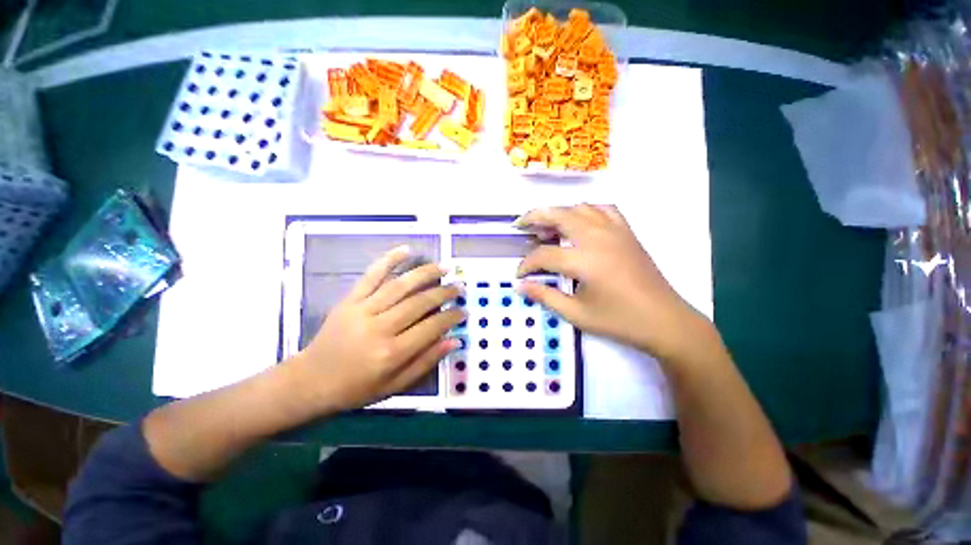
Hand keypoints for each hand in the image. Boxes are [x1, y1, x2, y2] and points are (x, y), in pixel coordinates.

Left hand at [290, 246, 464, 410]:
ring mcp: (363, 310)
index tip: (463, 310)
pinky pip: (372, 276)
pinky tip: (407, 250)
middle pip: (419, 303)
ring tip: (444, 267)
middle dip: (444, 292)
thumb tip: (454, 340)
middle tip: (459, 286)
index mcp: (391, 353)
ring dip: (426, 273)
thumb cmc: (356, 388)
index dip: (451, 316)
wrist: (310, 380)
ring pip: (400, 285)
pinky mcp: (350, 300)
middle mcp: (380, 328)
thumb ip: (425, 362)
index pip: (431, 328)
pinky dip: (390, 260)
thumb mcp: (394, 385)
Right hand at [515, 205, 710, 361]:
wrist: (664, 321)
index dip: (527, 264)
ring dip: (558, 213)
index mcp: (585, 261)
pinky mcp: (627, 233)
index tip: (519, 275)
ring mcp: (615, 231)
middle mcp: (598, 238)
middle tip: (519, 225)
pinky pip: (603, 210)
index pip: (544, 255)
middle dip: (534, 218)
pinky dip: (586, 210)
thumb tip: (520, 286)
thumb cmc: (619, 321)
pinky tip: (579, 221)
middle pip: (559, 215)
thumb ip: (545, 296)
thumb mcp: (577, 314)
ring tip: (545, 225)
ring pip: (579, 208)